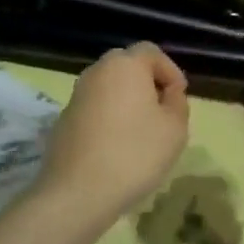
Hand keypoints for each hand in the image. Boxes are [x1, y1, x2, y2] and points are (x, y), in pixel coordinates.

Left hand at [39, 42, 190, 220]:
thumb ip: (177, 102)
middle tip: (162, 111)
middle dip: (147, 83)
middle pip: (127, 66)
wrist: (78, 191)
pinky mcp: (64, 119)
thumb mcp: (175, 128)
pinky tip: (117, 146)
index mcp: (125, 65)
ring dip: (127, 100)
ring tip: (141, 131)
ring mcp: (76, 95)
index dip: (170, 71)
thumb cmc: (134, 153)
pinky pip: (94, 107)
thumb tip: (168, 92)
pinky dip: (108, 117)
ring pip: (109, 87)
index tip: (179, 97)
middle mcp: (97, 72)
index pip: (151, 51)